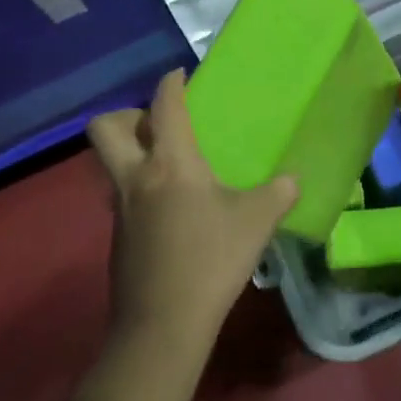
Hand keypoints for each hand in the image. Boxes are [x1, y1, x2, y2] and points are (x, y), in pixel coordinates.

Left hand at [86, 69, 296, 361]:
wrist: (162, 326)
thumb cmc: (211, 260)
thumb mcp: (257, 222)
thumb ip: (279, 192)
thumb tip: (294, 178)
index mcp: (171, 163)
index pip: (164, 107)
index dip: (171, 83)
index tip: (180, 74)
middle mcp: (136, 177)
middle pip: (105, 128)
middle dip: (127, 114)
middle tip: (159, 123)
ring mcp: (121, 209)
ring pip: (110, 163)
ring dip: (132, 152)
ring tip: (171, 163)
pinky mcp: (118, 237)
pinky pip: (122, 194)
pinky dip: (140, 186)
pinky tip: (172, 207)